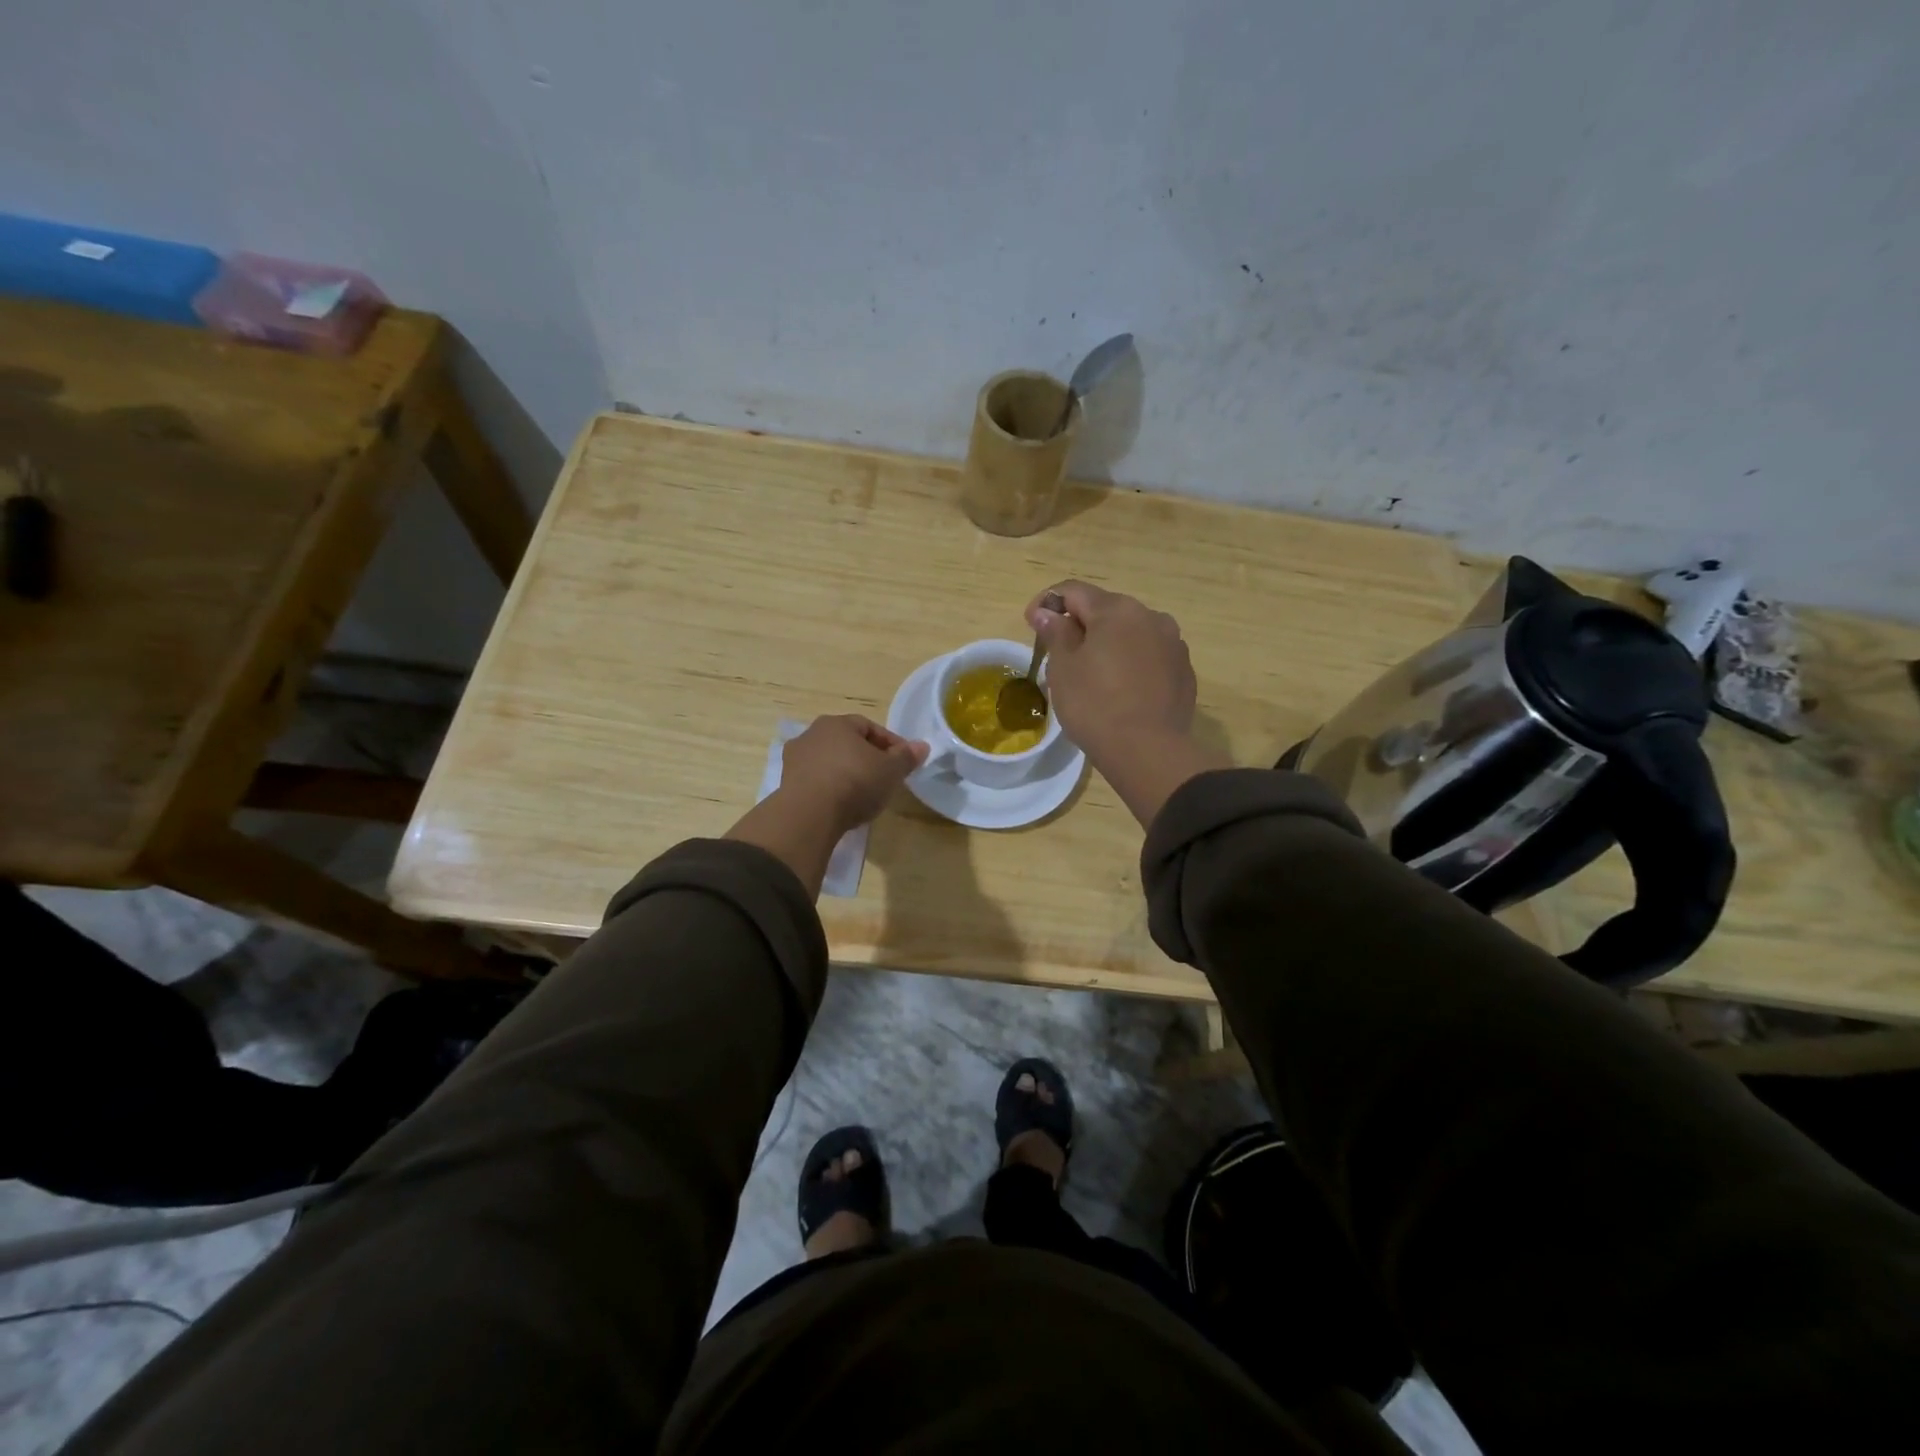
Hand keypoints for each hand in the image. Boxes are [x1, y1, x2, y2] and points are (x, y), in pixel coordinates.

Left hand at [779, 714, 928, 834]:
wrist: (809, 814)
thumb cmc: (855, 782)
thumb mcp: (891, 770)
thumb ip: (906, 757)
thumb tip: (922, 746)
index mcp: (837, 723)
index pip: (869, 727)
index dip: (890, 743)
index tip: (904, 762)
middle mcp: (811, 734)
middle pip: (847, 743)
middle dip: (867, 757)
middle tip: (885, 777)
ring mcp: (795, 759)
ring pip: (830, 761)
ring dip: (847, 773)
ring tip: (864, 794)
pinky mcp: (786, 784)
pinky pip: (817, 781)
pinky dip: (831, 788)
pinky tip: (842, 805)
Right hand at [1025, 581, 1225, 827]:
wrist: (1148, 751)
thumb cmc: (1095, 705)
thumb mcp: (1063, 668)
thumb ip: (1056, 632)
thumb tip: (1047, 613)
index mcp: (1116, 609)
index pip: (1074, 591)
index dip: (1047, 603)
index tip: (1032, 624)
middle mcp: (1150, 616)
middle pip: (1105, 609)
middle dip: (1080, 624)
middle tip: (1059, 653)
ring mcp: (1173, 643)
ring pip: (1131, 633)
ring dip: (1109, 643)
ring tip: (1093, 673)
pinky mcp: (1184, 671)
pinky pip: (1150, 656)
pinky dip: (1131, 663)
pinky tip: (1121, 690)